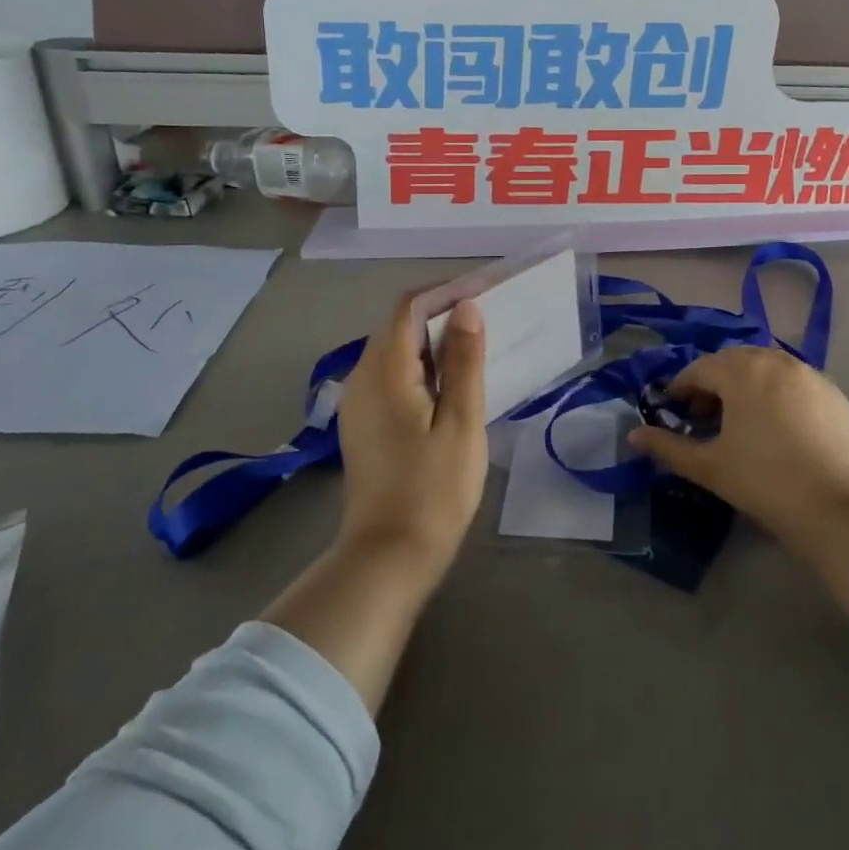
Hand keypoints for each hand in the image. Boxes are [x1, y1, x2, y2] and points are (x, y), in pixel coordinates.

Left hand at [335, 291, 488, 572]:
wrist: (389, 557)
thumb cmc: (434, 489)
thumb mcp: (461, 422)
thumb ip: (464, 361)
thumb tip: (467, 308)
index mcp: (383, 371)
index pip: (408, 307)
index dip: (445, 292)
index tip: (485, 293)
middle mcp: (361, 378)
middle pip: (399, 326)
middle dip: (442, 315)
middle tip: (490, 321)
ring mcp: (358, 403)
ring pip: (395, 352)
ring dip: (433, 343)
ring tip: (478, 350)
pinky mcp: (364, 425)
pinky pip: (392, 378)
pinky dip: (422, 369)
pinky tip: (452, 386)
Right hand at [628, 346, 848, 610]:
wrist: (840, 509)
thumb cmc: (765, 483)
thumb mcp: (709, 467)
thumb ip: (668, 448)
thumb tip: (634, 436)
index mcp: (743, 372)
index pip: (700, 369)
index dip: (681, 388)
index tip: (673, 410)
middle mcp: (776, 362)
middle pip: (734, 361)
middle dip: (714, 382)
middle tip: (705, 415)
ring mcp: (810, 375)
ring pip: (766, 367)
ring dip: (746, 383)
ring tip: (741, 418)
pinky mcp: (834, 393)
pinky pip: (794, 381)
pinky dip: (776, 392)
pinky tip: (778, 425)